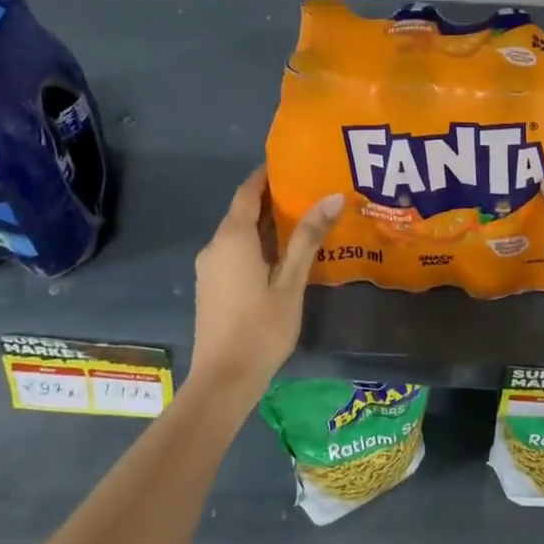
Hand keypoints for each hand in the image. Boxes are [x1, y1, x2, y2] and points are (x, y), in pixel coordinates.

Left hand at [190, 167, 343, 391]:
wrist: (224, 380)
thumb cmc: (261, 328)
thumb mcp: (291, 282)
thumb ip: (308, 238)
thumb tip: (333, 196)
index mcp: (232, 238)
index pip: (248, 191)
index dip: (267, 175)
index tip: (294, 164)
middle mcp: (215, 246)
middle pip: (243, 212)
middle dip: (273, 199)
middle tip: (310, 191)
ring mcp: (211, 269)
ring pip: (239, 234)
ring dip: (267, 224)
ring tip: (305, 220)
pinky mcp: (213, 287)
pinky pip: (235, 253)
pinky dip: (258, 244)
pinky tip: (284, 255)